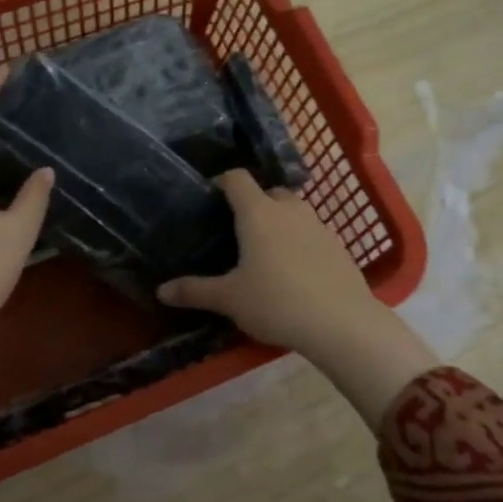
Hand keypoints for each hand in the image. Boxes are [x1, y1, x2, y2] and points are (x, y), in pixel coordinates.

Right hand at [157, 170, 434, 427]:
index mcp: (258, 213)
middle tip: (238, 231)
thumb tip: (161, 291)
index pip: (237, 178)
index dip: (222, 182)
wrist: (341, 322)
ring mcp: (319, 225)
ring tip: (266, 252)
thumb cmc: (276, 302)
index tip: (210, 197)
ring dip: (280, 222)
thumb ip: (194, 291)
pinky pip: (312, 233)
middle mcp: (290, 210)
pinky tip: (296, 272)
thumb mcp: (229, 299)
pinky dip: (300, 242)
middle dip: (253, 204)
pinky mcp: (339, 245)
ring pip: (294, 212)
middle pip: (269, 192)